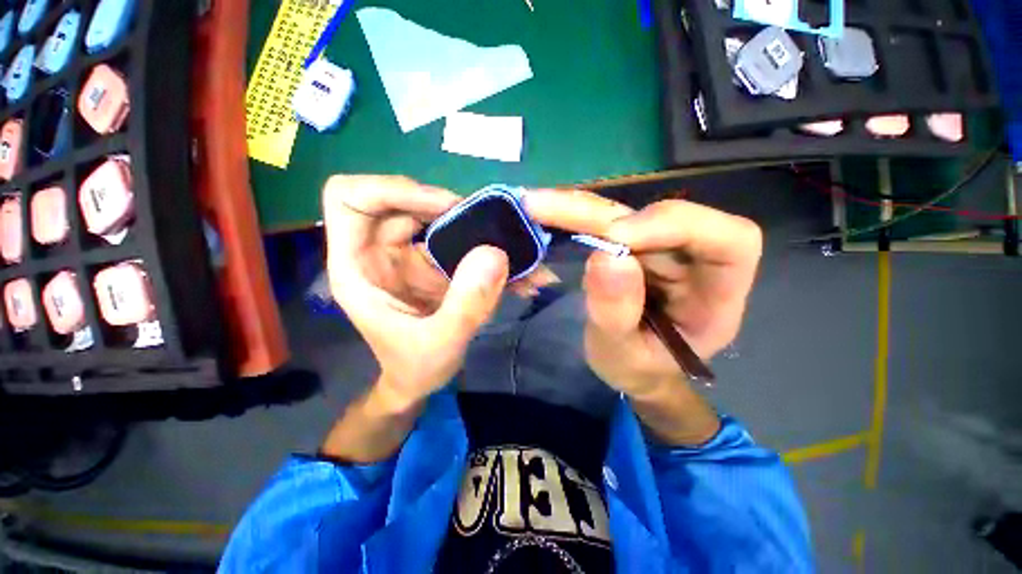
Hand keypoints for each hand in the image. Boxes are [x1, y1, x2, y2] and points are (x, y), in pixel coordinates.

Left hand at [323, 175, 510, 409]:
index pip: (349, 197)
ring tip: (507, 240)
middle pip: (401, 200)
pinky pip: (456, 240)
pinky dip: (485, 247)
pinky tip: (514, 266)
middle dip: (446, 206)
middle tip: (486, 222)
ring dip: (472, 224)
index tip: (443, 207)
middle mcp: (377, 251)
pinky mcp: (431, 263)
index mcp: (357, 265)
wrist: (422, 381)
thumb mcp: (441, 343)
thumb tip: (495, 253)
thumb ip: (467, 303)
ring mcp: (406, 255)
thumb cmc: (415, 368)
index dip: (393, 190)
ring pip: (433, 217)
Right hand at [524, 189, 761, 399]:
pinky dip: (575, 217)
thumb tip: (606, 255)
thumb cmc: (637, 369)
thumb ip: (616, 313)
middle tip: (545, 207)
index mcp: (717, 295)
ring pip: (626, 214)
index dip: (676, 225)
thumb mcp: (623, 355)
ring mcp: (659, 250)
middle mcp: (693, 261)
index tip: (616, 237)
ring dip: (579, 209)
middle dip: (602, 214)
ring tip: (536, 204)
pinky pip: (605, 224)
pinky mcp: (631, 247)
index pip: (729, 240)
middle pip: (662, 216)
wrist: (631, 368)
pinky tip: (546, 212)